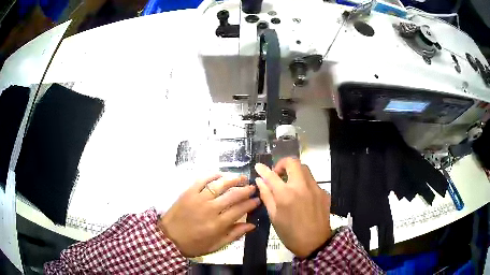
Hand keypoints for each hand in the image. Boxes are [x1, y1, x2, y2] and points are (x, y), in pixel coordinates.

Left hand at [158, 174, 259, 256]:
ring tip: (241, 177)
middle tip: (252, 187)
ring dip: (232, 180)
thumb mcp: (215, 246)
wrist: (168, 238)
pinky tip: (221, 174)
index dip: (251, 203)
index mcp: (218, 224)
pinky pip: (202, 180)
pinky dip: (213, 175)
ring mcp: (198, 199)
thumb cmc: (193, 244)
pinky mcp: (188, 192)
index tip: (257, 200)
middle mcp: (210, 209)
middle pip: (232, 195)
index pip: (240, 210)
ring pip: (219, 185)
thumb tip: (251, 225)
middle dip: (245, 190)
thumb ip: (234, 235)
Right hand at [255, 158, 331, 257]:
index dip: (263, 169)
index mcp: (286, 194)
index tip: (258, 166)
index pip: (271, 175)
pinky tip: (302, 196)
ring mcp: (315, 188)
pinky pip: (312, 181)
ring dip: (295, 172)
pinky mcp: (324, 192)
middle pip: (293, 162)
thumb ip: (267, 196)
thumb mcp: (274, 216)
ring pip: (304, 169)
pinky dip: (304, 184)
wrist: (315, 243)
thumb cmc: (290, 233)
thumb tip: (260, 181)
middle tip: (278, 175)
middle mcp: (302, 186)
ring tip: (290, 184)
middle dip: (282, 164)